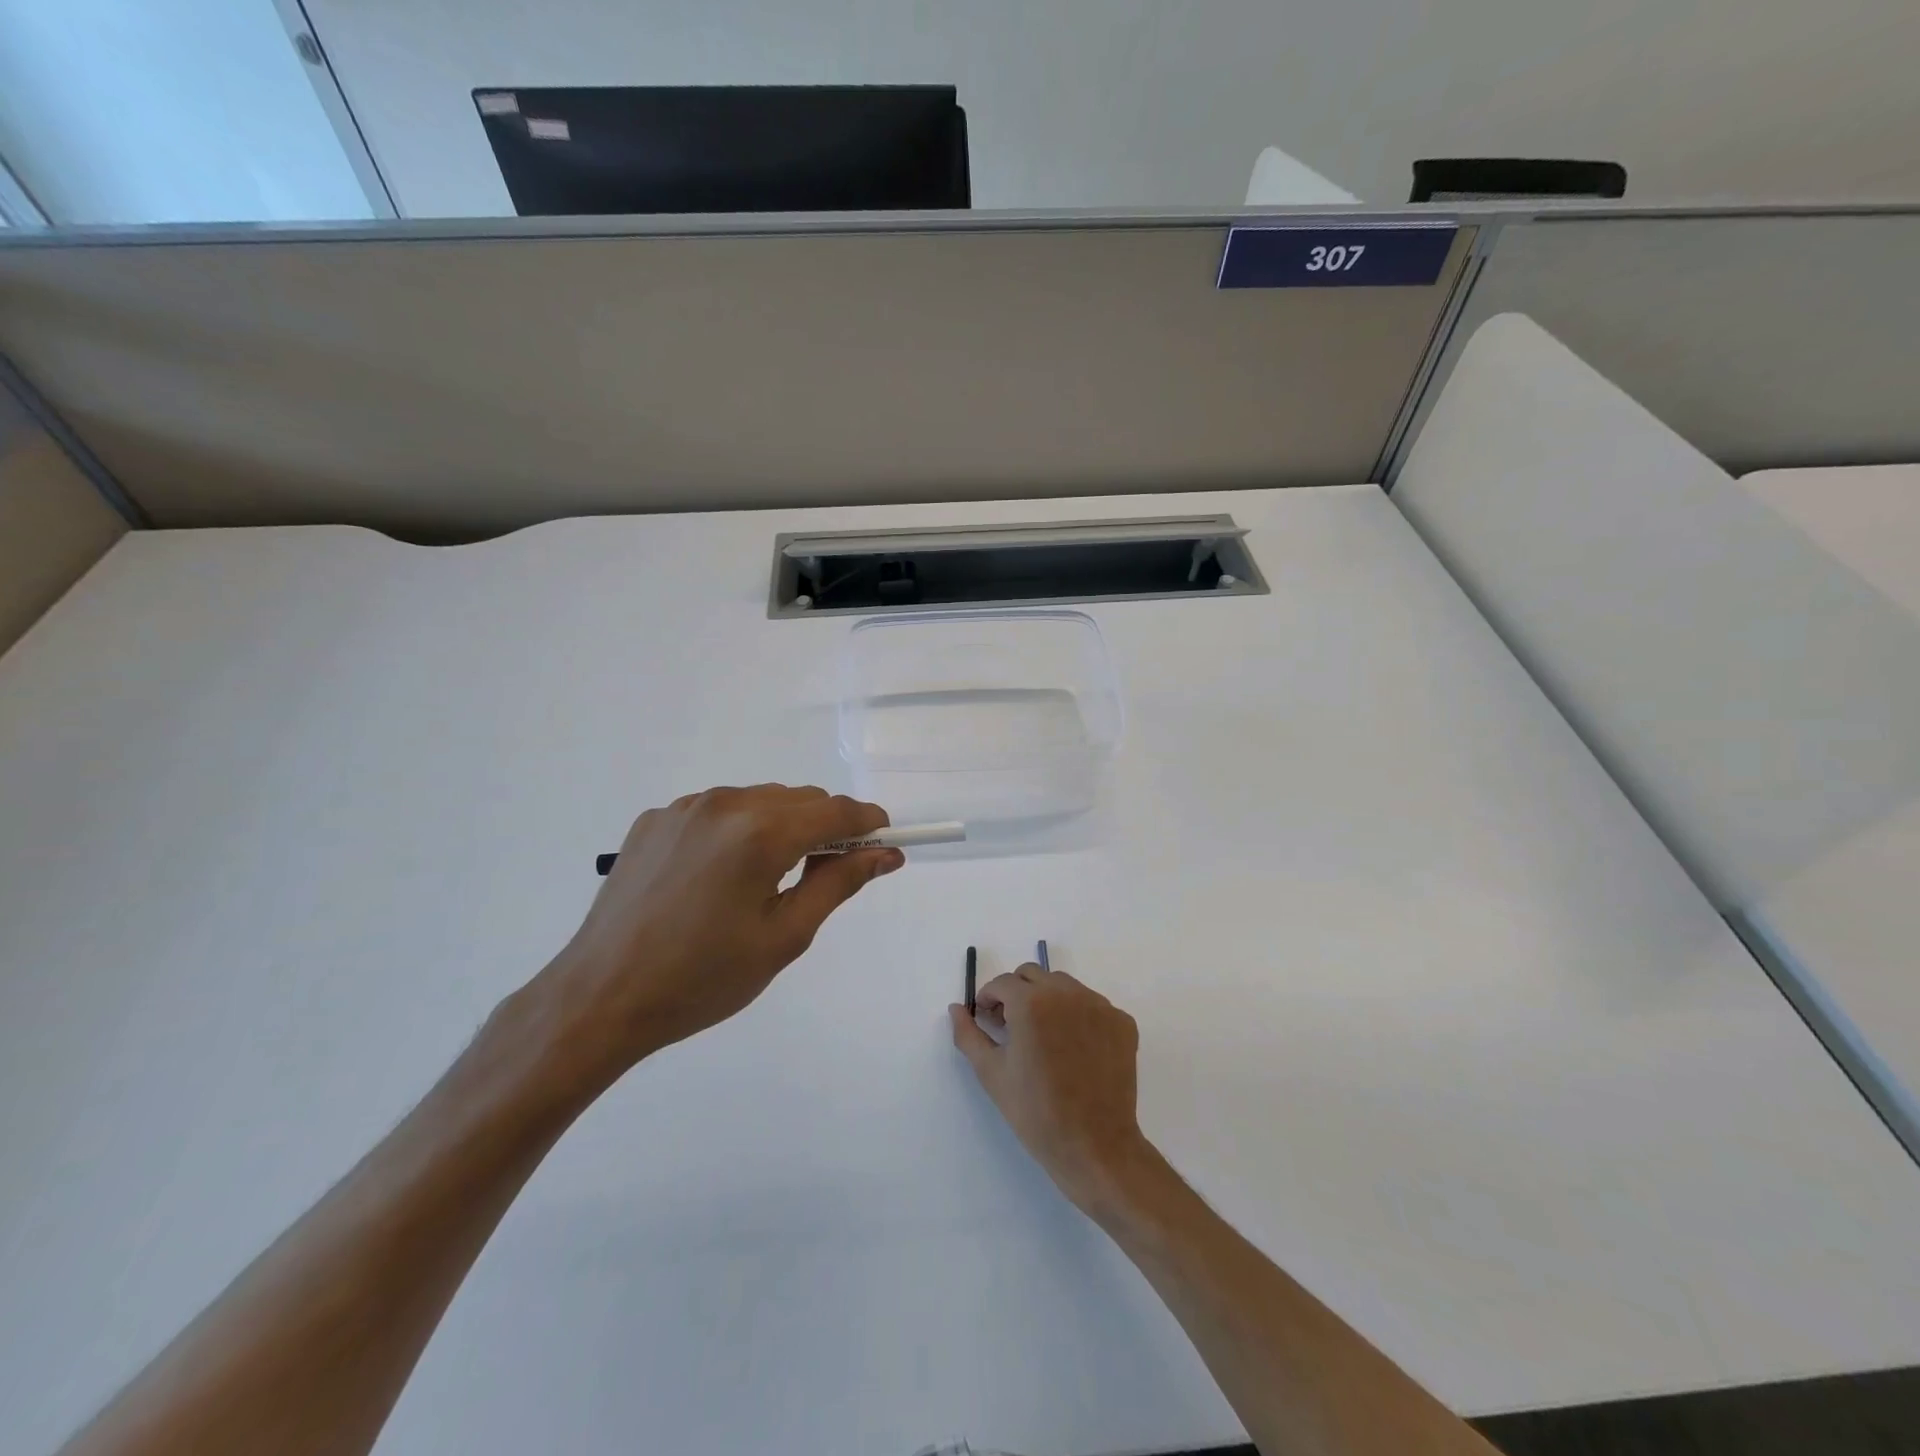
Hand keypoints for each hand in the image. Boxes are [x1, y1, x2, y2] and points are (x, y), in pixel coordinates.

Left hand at [535, 786, 900, 1088]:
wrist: (600, 998)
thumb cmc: (703, 978)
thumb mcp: (784, 936)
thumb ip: (838, 883)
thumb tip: (885, 854)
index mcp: (760, 833)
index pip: (835, 811)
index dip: (867, 823)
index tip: (884, 842)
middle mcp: (724, 803)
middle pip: (799, 799)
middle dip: (826, 827)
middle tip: (828, 872)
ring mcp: (684, 807)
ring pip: (759, 800)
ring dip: (782, 825)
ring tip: (769, 879)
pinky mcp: (655, 819)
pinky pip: (717, 811)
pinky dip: (737, 830)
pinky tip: (719, 875)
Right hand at [949, 963, 1148, 1213]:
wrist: (1095, 1147)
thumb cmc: (1035, 1112)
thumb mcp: (991, 1073)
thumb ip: (968, 1034)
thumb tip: (956, 1008)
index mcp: (1031, 1002)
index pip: (1003, 983)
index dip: (990, 998)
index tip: (988, 1019)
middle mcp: (1067, 993)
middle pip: (1033, 975)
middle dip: (1017, 992)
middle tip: (1012, 1025)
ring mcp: (1100, 1005)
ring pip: (1064, 986)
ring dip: (1048, 999)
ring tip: (1044, 1037)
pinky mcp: (1122, 1022)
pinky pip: (1093, 1005)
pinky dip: (1078, 1016)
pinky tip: (1074, 1049)